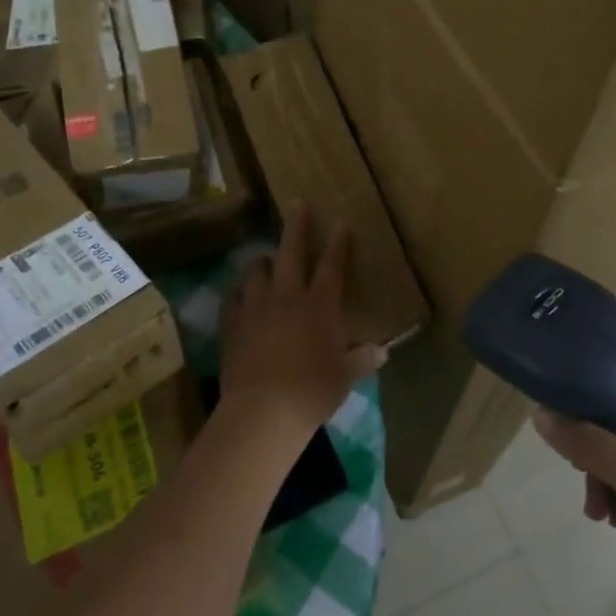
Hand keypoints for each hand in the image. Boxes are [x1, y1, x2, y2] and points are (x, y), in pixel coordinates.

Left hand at [219, 205, 385, 440]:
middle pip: (292, 252)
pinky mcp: (233, 326)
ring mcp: (256, 308)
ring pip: (257, 272)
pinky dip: (238, 293)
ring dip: (263, 261)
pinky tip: (238, 294)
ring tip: (265, 257)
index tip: (341, 221)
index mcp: (320, 305)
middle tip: (298, 203)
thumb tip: (382, 353)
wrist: (262, 411)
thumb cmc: (312, 392)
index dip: (339, 242)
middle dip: (297, 226)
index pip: (332, 265)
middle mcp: (288, 297)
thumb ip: (361, 360)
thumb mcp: (344, 378)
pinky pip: (233, 301)